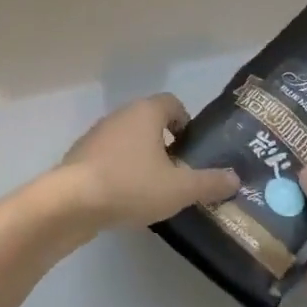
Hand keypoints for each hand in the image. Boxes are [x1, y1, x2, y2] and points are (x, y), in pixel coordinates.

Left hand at [58, 94, 238, 232]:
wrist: (71, 202)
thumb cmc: (131, 185)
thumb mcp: (180, 188)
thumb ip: (209, 183)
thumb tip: (235, 178)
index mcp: (146, 112)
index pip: (172, 103)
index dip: (185, 122)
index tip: (192, 149)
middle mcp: (120, 115)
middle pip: (149, 121)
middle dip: (165, 143)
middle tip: (179, 172)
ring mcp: (96, 135)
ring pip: (128, 140)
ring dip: (141, 158)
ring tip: (154, 189)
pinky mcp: (80, 157)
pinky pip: (109, 158)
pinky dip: (120, 171)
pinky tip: (126, 198)